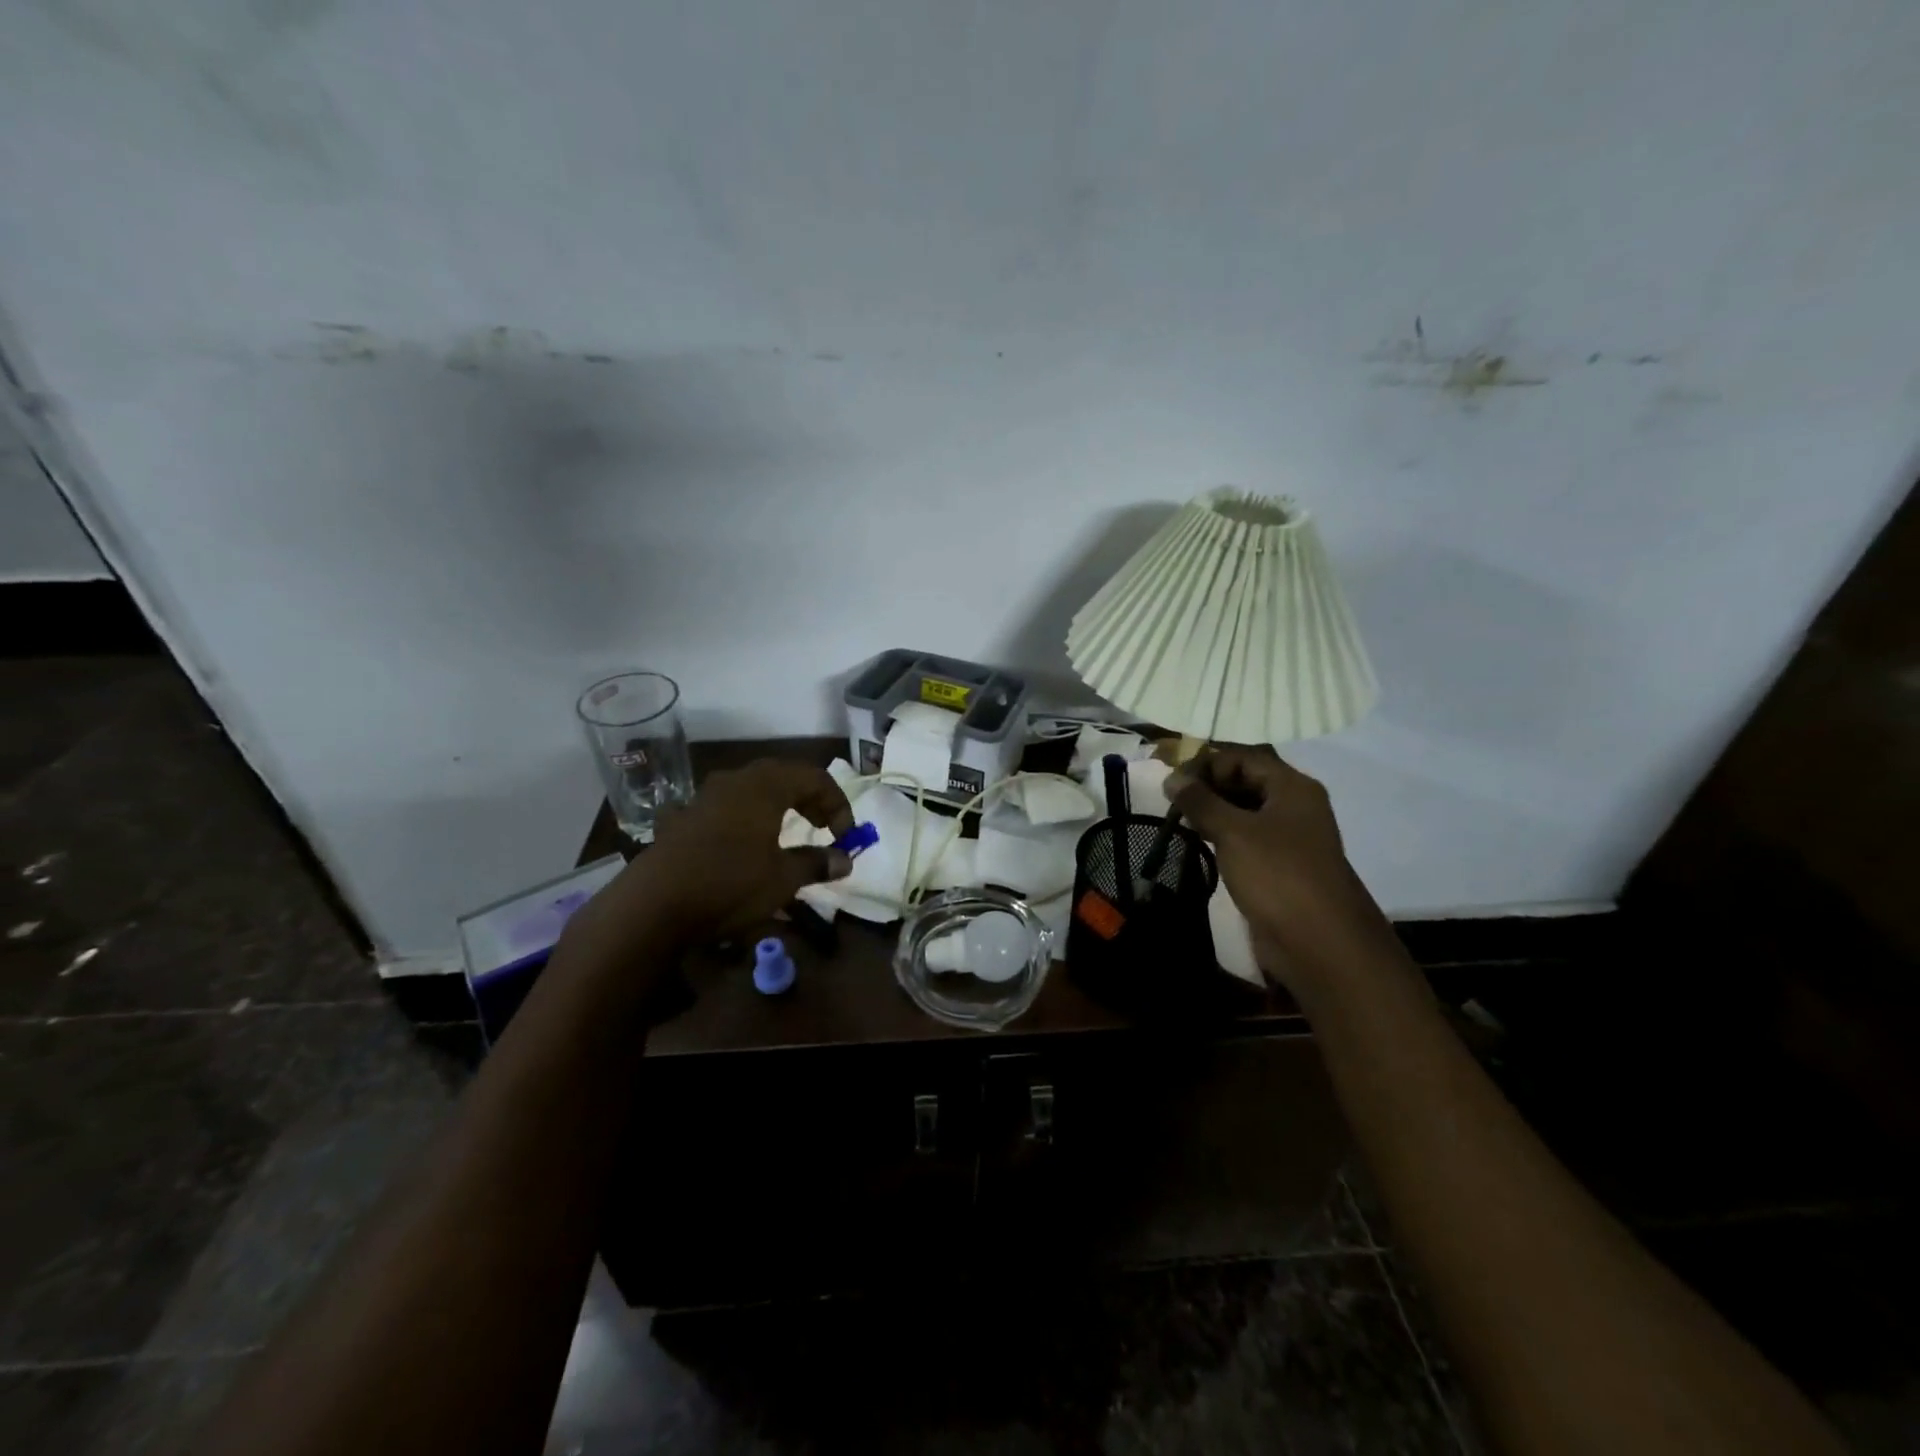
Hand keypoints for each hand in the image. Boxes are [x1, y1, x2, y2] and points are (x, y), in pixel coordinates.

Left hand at [577, 759, 854, 948]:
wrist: (653, 905)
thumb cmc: (729, 884)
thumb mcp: (782, 879)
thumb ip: (816, 864)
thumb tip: (845, 860)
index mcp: (765, 786)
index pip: (814, 777)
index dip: (837, 802)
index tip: (845, 835)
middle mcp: (736, 781)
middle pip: (783, 776)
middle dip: (809, 799)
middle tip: (823, 827)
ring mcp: (705, 797)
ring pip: (752, 789)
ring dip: (777, 805)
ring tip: (788, 832)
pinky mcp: (684, 818)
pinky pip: (727, 807)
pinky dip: (747, 818)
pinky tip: (744, 844)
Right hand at [1169, 745, 1391, 985]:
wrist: (1320, 943)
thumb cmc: (1277, 875)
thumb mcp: (1233, 832)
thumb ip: (1200, 801)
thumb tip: (1171, 778)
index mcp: (1292, 787)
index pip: (1243, 757)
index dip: (1206, 762)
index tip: (1171, 780)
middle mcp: (1293, 806)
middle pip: (1245, 780)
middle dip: (1207, 786)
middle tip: (1170, 800)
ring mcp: (1288, 838)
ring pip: (1243, 810)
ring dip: (1211, 811)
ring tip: (1178, 820)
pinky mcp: (1279, 866)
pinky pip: (1246, 838)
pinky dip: (1221, 835)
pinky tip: (1198, 842)